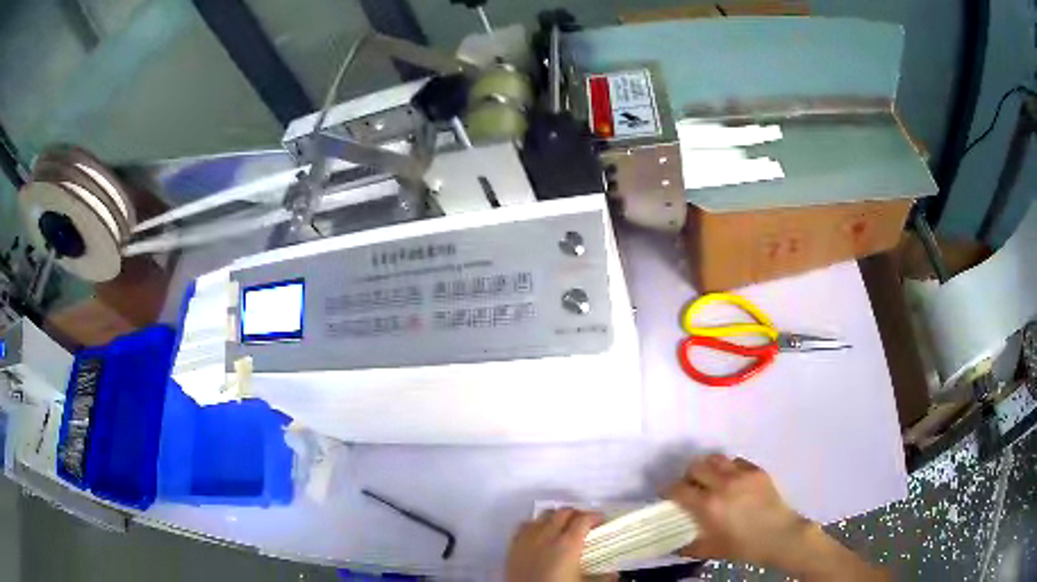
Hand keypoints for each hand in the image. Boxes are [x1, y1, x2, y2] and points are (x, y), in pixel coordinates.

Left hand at [506, 508, 602, 581]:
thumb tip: (614, 574)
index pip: (583, 519)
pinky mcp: (512, 547)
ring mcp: (527, 540)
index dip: (595, 517)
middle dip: (576, 514)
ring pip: (542, 516)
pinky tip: (538, 533)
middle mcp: (547, 536)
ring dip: (554, 517)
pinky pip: (523, 527)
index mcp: (568, 544)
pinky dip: (534, 525)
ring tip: (562, 525)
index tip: (601, 520)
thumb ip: (602, 577)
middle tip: (584, 522)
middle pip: (563, 513)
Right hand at [666, 454, 812, 567]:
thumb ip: (689, 546)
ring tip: (709, 478)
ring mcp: (741, 474)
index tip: (667, 495)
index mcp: (708, 505)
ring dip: (708, 467)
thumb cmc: (744, 546)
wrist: (779, 535)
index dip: (668, 490)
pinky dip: (728, 467)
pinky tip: (731, 479)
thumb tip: (674, 545)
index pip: (678, 489)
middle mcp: (722, 484)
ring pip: (716, 458)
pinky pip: (736, 461)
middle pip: (696, 467)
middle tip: (690, 486)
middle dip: (688, 476)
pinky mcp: (756, 470)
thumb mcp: (711, 550)